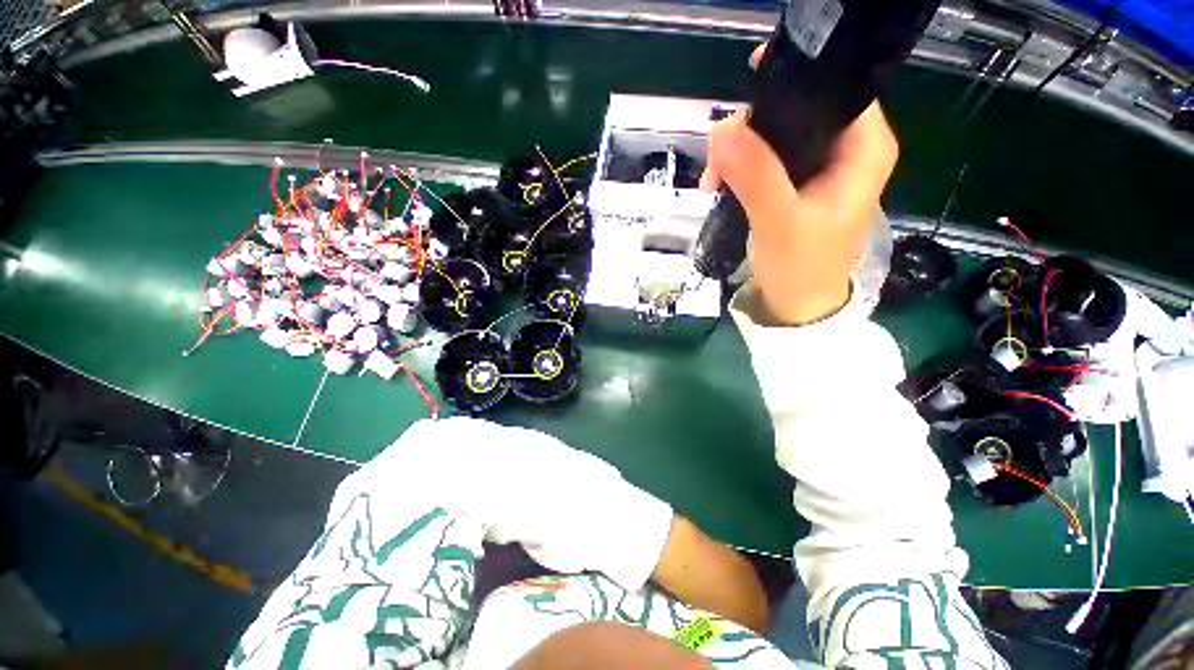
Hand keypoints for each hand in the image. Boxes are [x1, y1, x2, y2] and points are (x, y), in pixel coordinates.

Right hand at [700, 45, 899, 325]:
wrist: (796, 305)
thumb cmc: (802, 269)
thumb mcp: (781, 223)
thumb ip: (757, 176)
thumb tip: (723, 130)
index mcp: (862, 148)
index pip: (834, 87)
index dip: (792, 81)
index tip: (747, 92)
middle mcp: (844, 149)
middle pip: (797, 108)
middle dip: (752, 126)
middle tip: (719, 156)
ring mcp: (817, 167)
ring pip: (774, 134)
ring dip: (738, 150)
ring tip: (713, 179)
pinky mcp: (794, 184)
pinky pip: (763, 159)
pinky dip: (738, 167)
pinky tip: (718, 184)